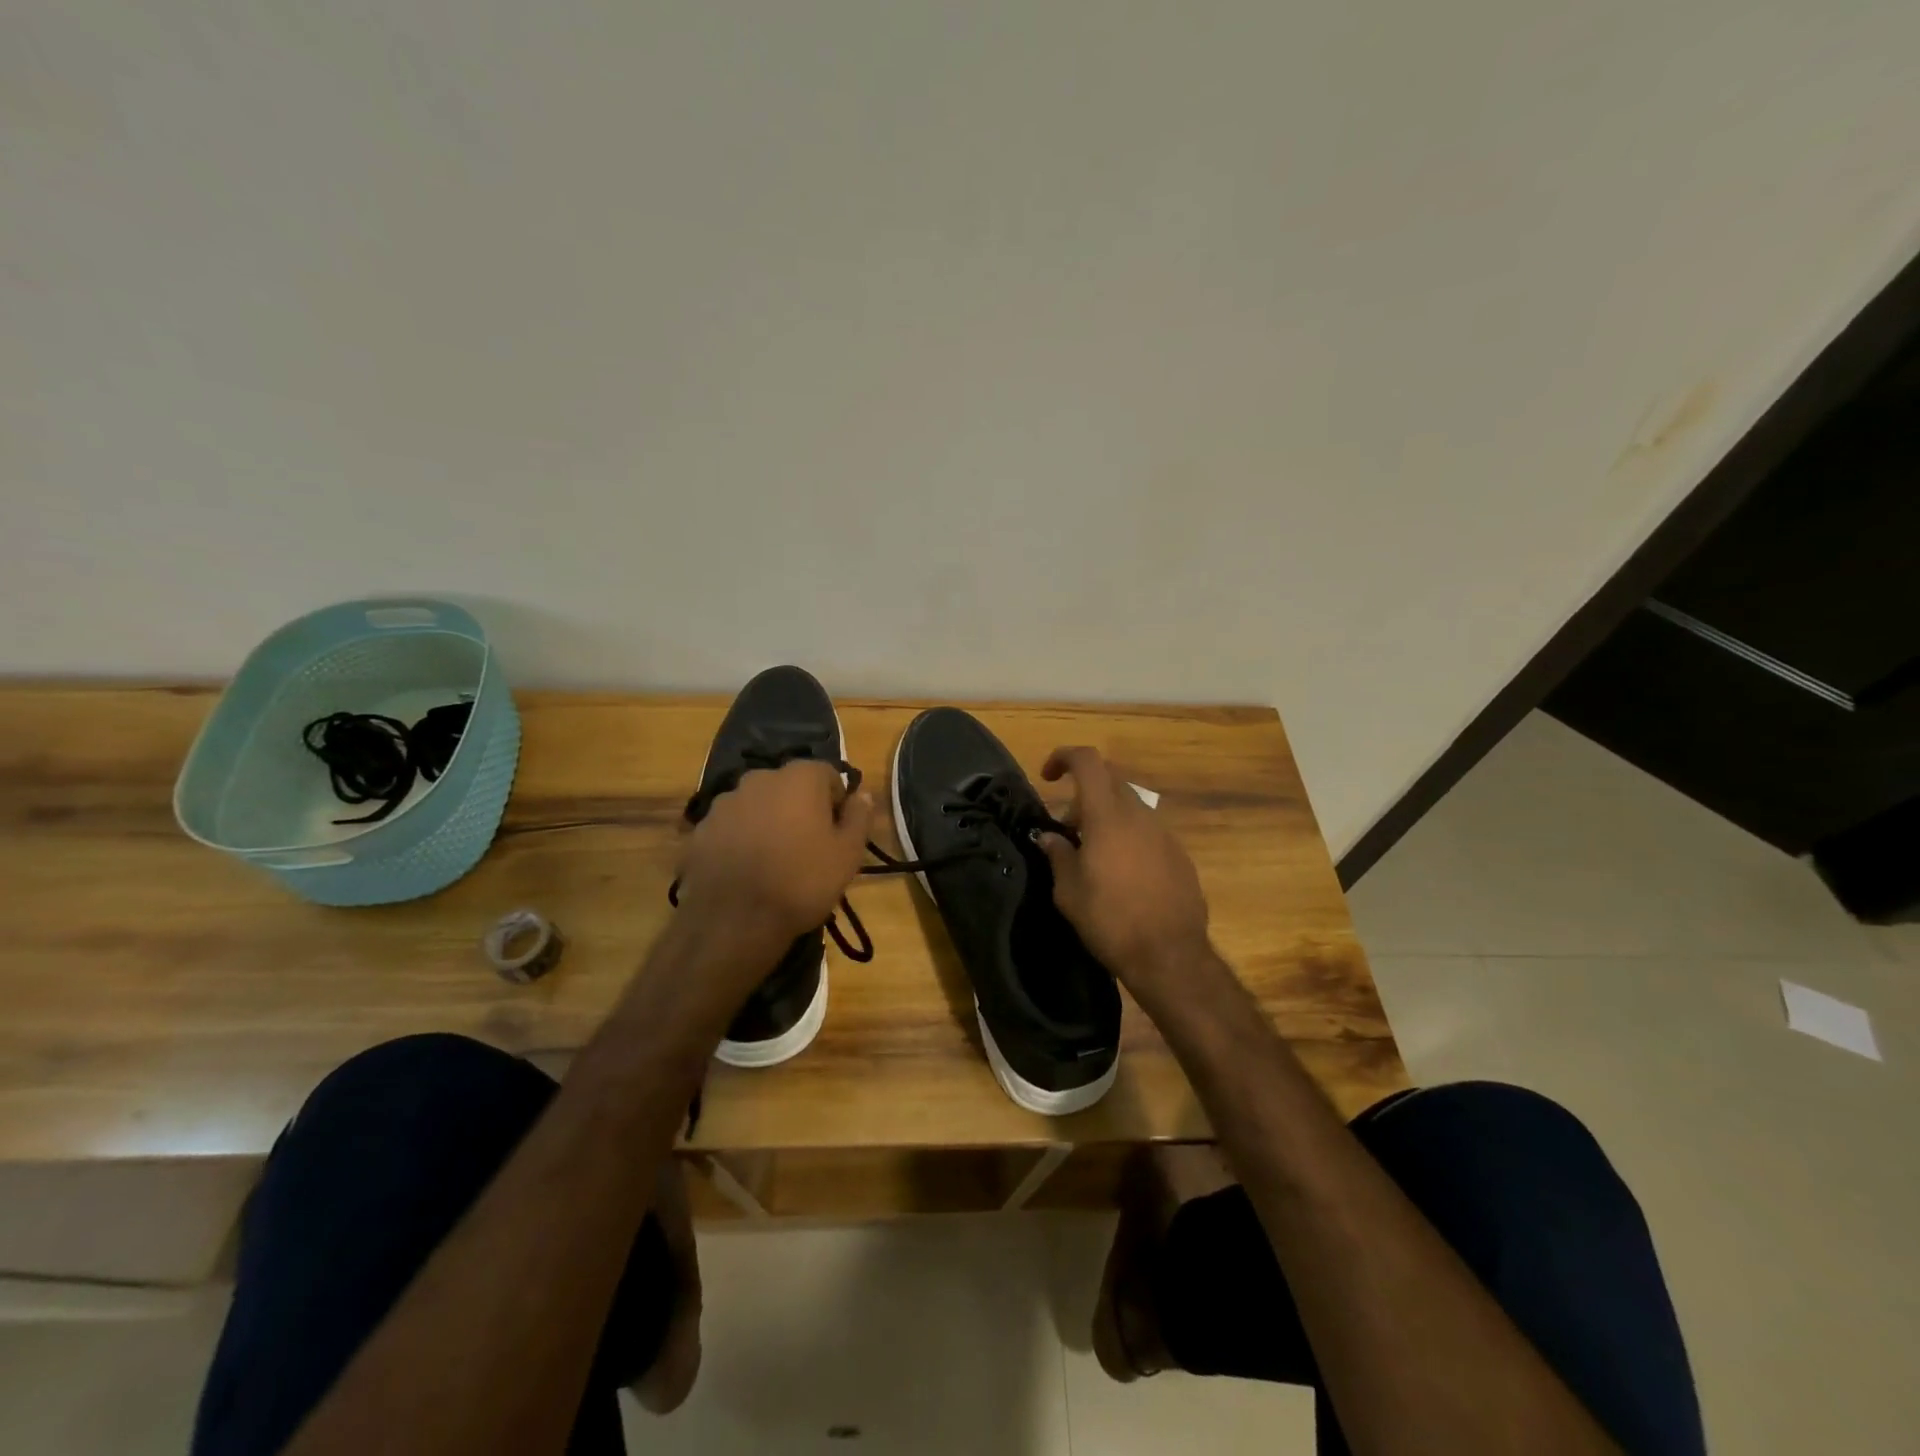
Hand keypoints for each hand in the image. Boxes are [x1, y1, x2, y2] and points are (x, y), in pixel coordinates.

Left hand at [674, 760, 873, 963]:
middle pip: (789, 786)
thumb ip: (859, 817)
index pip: (827, 774)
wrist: (734, 921)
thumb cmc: (802, 881)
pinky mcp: (701, 829)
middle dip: (800, 808)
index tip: (837, 831)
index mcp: (799, 778)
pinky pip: (731, 827)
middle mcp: (759, 778)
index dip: (836, 800)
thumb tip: (862, 794)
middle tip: (808, 846)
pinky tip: (747, 871)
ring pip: (757, 805)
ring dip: (768, 822)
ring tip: (774, 861)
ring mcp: (724, 803)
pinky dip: (741, 840)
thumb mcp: (848, 853)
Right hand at [1036, 747, 1211, 1007]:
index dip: (1064, 757)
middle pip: (1110, 781)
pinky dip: (1128, 839)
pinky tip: (1121, 876)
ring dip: (1106, 819)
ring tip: (1091, 856)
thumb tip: (1049, 837)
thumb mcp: (1069, 891)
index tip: (1047, 777)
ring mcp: (1164, 835)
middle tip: (1067, 828)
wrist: (1170, 956)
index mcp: (1108, 816)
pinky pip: (1147, 833)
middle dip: (1083, 794)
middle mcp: (1139, 816)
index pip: (1088, 761)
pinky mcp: (1180, 856)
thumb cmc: (1110, 920)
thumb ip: (1058, 855)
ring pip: (1130, 808)